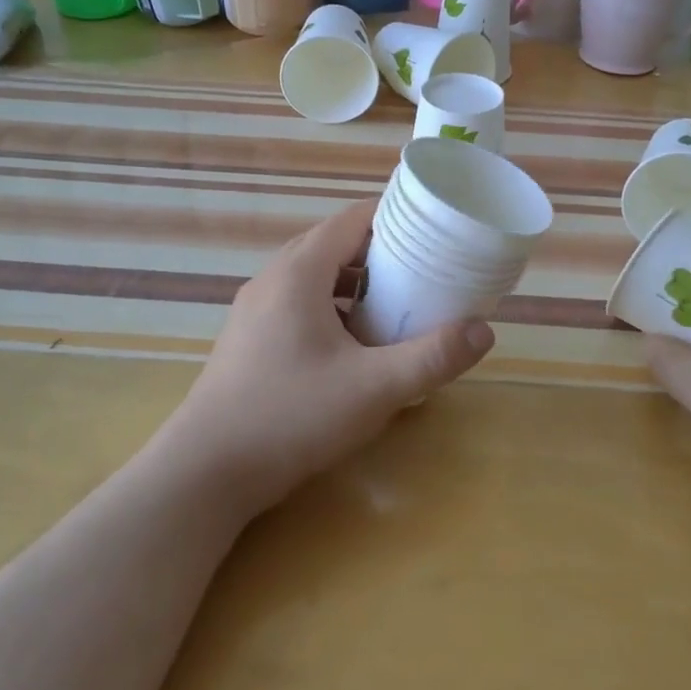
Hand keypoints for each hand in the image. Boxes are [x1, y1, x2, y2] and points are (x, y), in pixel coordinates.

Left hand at [161, 199, 494, 511]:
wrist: (206, 472)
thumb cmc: (291, 416)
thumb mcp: (374, 388)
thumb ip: (432, 357)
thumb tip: (484, 331)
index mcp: (299, 271)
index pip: (353, 219)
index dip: (396, 217)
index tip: (435, 230)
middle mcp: (273, 279)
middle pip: (335, 245)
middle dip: (382, 253)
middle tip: (427, 270)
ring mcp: (255, 309)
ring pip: (316, 277)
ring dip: (357, 284)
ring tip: (397, 306)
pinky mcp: (249, 339)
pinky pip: (299, 304)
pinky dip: (333, 309)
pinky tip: (355, 346)